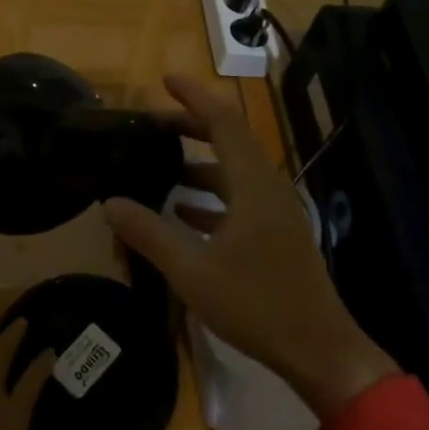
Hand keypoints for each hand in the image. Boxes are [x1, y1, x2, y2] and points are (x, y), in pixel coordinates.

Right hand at [103, 73, 397, 418]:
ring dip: (199, 163)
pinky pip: (239, 199)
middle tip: (154, 123)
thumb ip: (150, 234)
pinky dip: (210, 196)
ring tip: (160, 165)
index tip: (166, 80)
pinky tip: (183, 212)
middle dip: (192, 126)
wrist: (318, 349)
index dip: (194, 96)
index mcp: (253, 185)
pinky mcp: (276, 234)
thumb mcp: (192, 270)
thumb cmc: (256, 304)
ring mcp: (275, 212)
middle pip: (230, 141)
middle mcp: (268, 188)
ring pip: (234, 172)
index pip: (223, 122)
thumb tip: (110, 203)